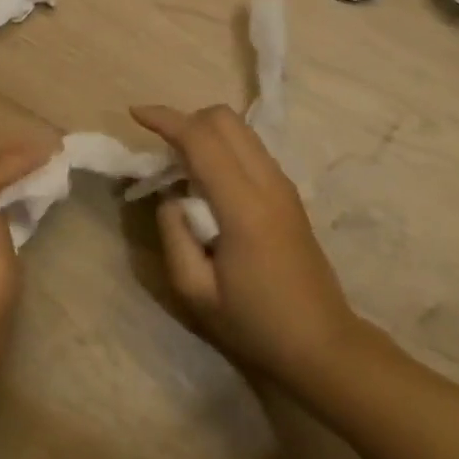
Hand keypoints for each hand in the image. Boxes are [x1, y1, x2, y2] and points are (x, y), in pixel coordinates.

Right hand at [131, 104, 361, 390]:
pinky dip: (223, 145)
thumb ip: (173, 235)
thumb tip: (170, 198)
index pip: (200, 139)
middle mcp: (267, 181)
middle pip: (223, 118)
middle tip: (162, 149)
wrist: (323, 344)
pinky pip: (250, 146)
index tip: (135, 114)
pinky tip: (209, 179)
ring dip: (205, 131)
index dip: (165, 120)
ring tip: (182, 164)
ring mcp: (282, 183)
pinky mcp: (288, 191)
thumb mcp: (196, 293)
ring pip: (239, 128)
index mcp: (243, 206)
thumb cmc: (256, 324)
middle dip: (186, 120)